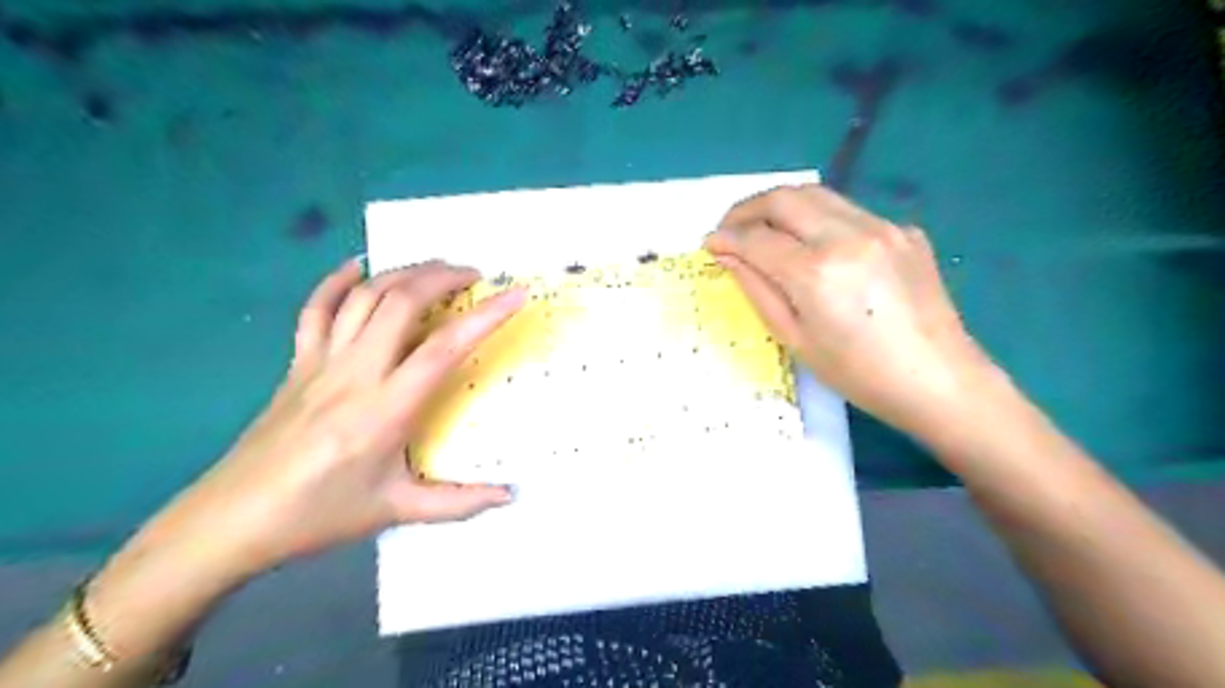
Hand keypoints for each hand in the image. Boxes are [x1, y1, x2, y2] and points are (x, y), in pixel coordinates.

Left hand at [134, 257, 526, 580]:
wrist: (230, 521)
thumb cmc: (319, 515)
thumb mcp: (396, 510)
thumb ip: (459, 502)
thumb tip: (511, 495)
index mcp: (386, 409)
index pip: (445, 348)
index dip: (486, 316)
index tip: (515, 293)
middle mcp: (356, 373)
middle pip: (402, 302)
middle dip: (443, 277)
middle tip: (475, 275)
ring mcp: (321, 362)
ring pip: (364, 296)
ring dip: (404, 272)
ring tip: (435, 268)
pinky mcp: (297, 363)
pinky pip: (316, 309)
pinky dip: (338, 281)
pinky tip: (358, 266)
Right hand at [709, 183, 993, 436]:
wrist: (939, 379)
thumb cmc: (858, 374)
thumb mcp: (795, 340)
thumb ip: (758, 290)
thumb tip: (727, 256)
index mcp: (817, 273)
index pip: (756, 238)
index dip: (725, 237)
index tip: (709, 242)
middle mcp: (848, 236)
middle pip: (784, 198)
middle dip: (747, 208)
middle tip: (730, 227)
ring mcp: (882, 227)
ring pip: (817, 194)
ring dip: (781, 205)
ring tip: (763, 227)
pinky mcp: (904, 230)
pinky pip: (849, 212)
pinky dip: (819, 220)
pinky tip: (816, 246)